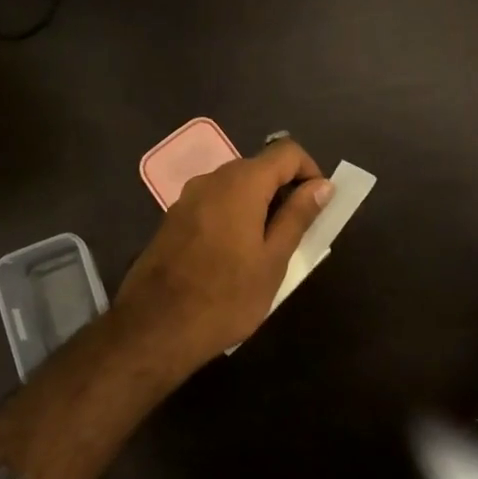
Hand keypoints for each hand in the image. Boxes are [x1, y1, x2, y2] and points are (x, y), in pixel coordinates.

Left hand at [115, 138, 334, 365]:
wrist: (155, 327)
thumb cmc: (226, 296)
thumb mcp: (273, 260)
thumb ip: (297, 216)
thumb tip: (322, 185)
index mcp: (241, 183)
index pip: (287, 151)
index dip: (310, 171)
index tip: (318, 206)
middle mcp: (212, 179)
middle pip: (259, 167)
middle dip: (284, 190)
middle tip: (297, 233)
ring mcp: (188, 197)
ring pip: (235, 186)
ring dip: (258, 205)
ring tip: (267, 248)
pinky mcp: (173, 218)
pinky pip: (214, 203)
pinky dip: (233, 215)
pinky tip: (233, 255)